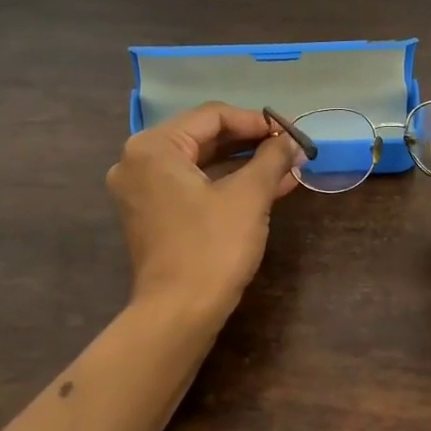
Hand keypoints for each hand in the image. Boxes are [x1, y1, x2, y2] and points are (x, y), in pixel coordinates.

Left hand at [107, 103, 303, 320]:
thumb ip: (272, 158)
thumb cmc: (212, 247)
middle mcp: (139, 162)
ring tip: (288, 168)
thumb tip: (292, 140)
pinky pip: (193, 187)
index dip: (256, 121)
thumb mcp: (249, 196)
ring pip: (201, 165)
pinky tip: (268, 188)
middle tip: (290, 148)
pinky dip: (227, 186)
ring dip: (244, 166)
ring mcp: (142, 191)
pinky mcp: (153, 216)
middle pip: (204, 138)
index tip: (290, 131)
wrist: (179, 314)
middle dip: (251, 144)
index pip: (212, 116)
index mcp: (154, 147)